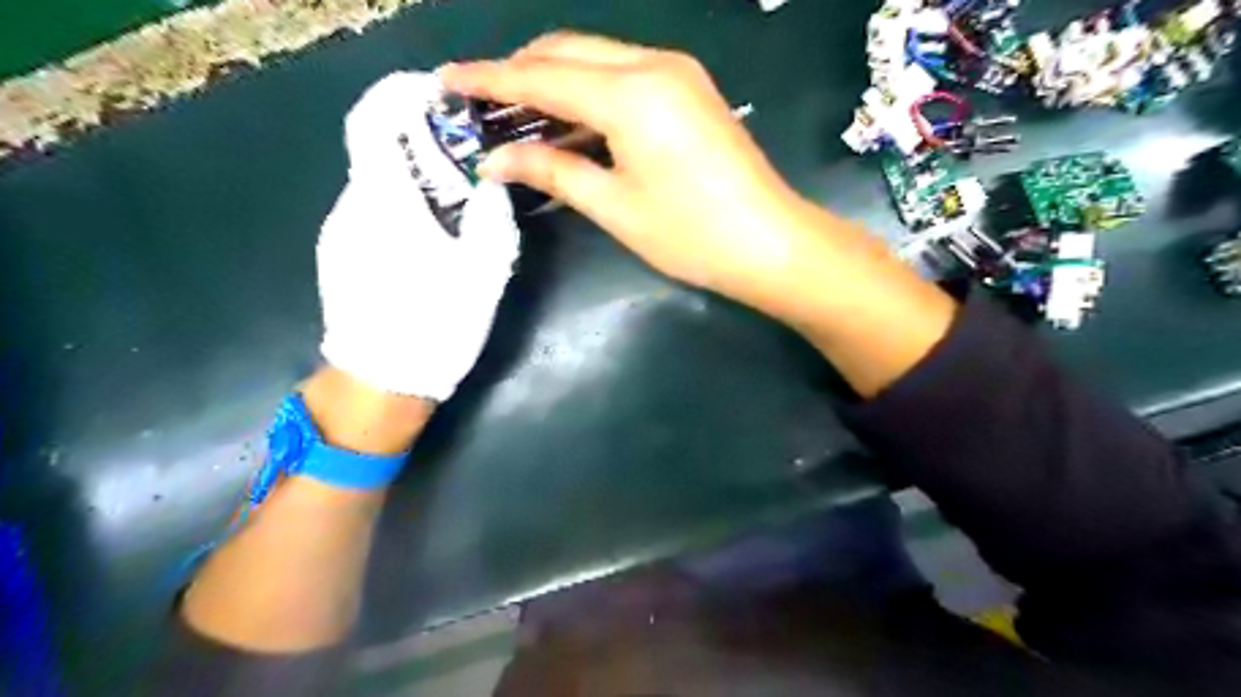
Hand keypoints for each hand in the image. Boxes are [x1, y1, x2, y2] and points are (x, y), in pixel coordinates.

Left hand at [318, 70, 519, 401]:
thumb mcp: (482, 275)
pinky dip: (401, 205)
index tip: (440, 97)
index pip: (374, 122)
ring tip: (455, 203)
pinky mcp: (339, 254)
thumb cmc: (436, 328)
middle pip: (379, 150)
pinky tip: (428, 238)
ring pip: (377, 182)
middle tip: (468, 158)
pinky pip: (371, 211)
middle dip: (421, 142)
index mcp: (387, 204)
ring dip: (413, 177)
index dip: (401, 96)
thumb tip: (492, 185)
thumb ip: (490, 220)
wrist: (381, 385)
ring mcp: (340, 232)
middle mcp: (353, 207)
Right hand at [441, 32, 811, 305]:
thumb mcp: (613, 206)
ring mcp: (676, 72)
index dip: (488, 79)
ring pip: (595, 57)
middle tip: (482, 106)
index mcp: (629, 94)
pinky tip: (570, 124)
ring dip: (554, 81)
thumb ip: (551, 170)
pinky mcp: (689, 88)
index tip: (445, 82)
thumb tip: (494, 159)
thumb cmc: (689, 234)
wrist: (770, 243)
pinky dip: (589, 93)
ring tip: (518, 117)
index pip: (540, 76)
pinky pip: (624, 75)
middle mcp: (651, 64)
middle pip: (566, 51)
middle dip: (519, 72)